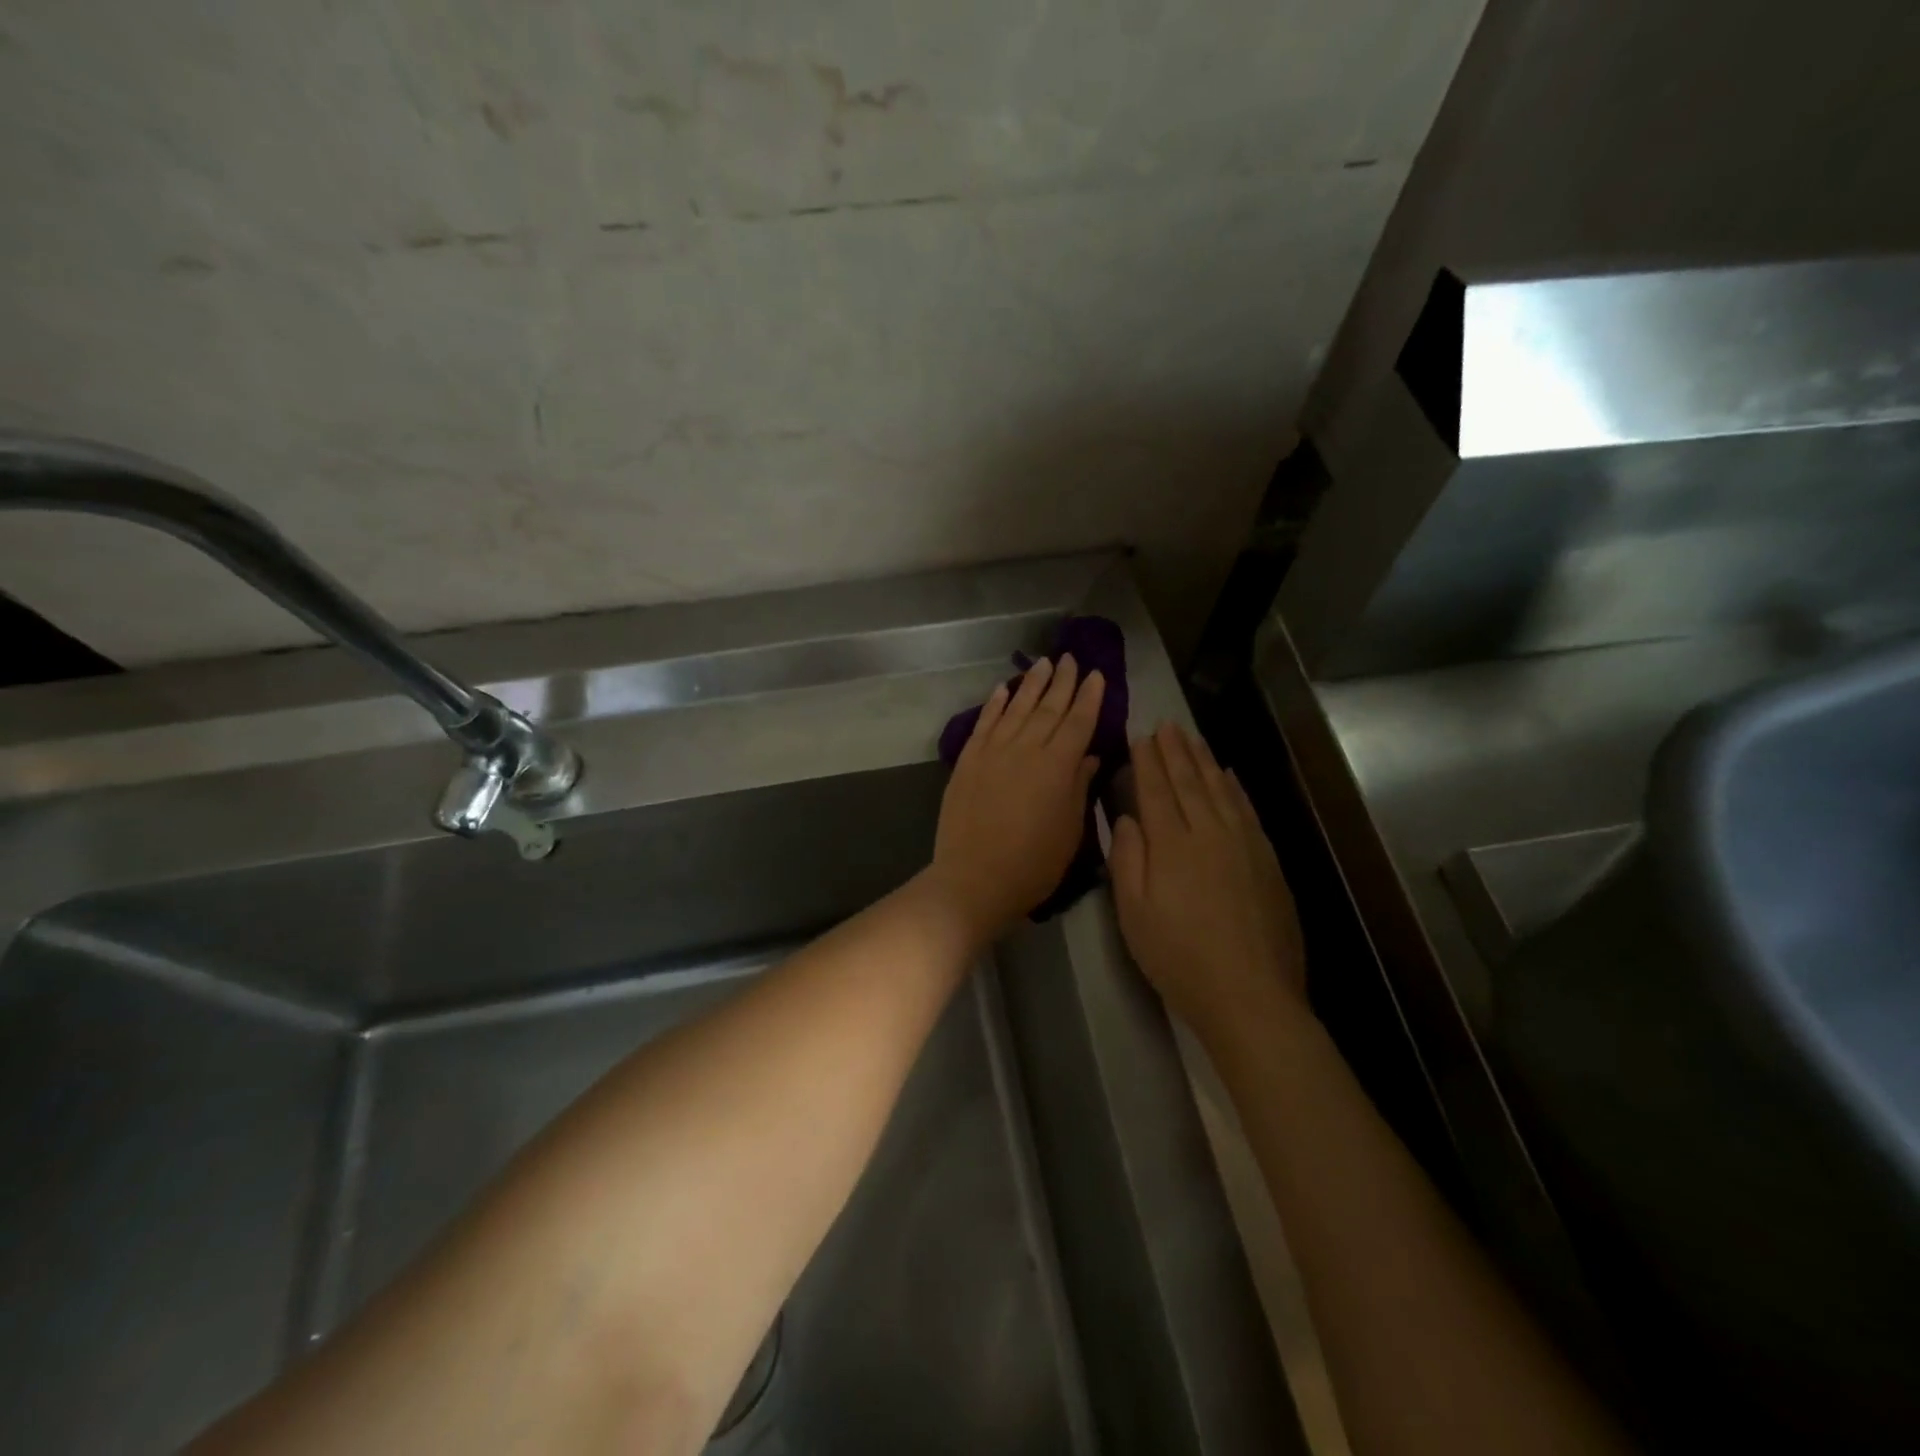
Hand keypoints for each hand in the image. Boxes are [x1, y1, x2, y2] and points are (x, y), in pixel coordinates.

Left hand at [927, 655, 1105, 943]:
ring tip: (1043, 662)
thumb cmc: (1033, 864)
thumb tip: (1088, 756)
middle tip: (1070, 658)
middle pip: (1048, 707)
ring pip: (1016, 707)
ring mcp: (993, 751)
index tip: (1097, 674)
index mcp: (1058, 766)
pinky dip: (995, 703)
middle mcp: (1026, 748)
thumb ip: (1079, 788)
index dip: (1090, 697)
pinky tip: (1003, 688)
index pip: (1079, 722)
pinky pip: (985, 722)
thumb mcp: (1070, 831)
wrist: (974, 879)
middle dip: (1062, 681)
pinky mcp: (968, 760)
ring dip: (1031, 683)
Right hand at [1110, 722, 1305, 1041]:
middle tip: (1165, 724)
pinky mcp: (1267, 859)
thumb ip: (1127, 859)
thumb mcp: (1133, 913)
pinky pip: (1247, 809)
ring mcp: (1244, 843)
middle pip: (1189, 781)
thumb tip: (1127, 818)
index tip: (1140, 736)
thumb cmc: (1178, 957)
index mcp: (1171, 845)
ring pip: (1220, 789)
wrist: (1250, 994)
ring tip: (1192, 737)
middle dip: (1174, 751)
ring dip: (1203, 760)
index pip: (1156, 790)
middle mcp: (1209, 832)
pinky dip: (1235, 787)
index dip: (1147, 761)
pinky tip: (1228, 774)